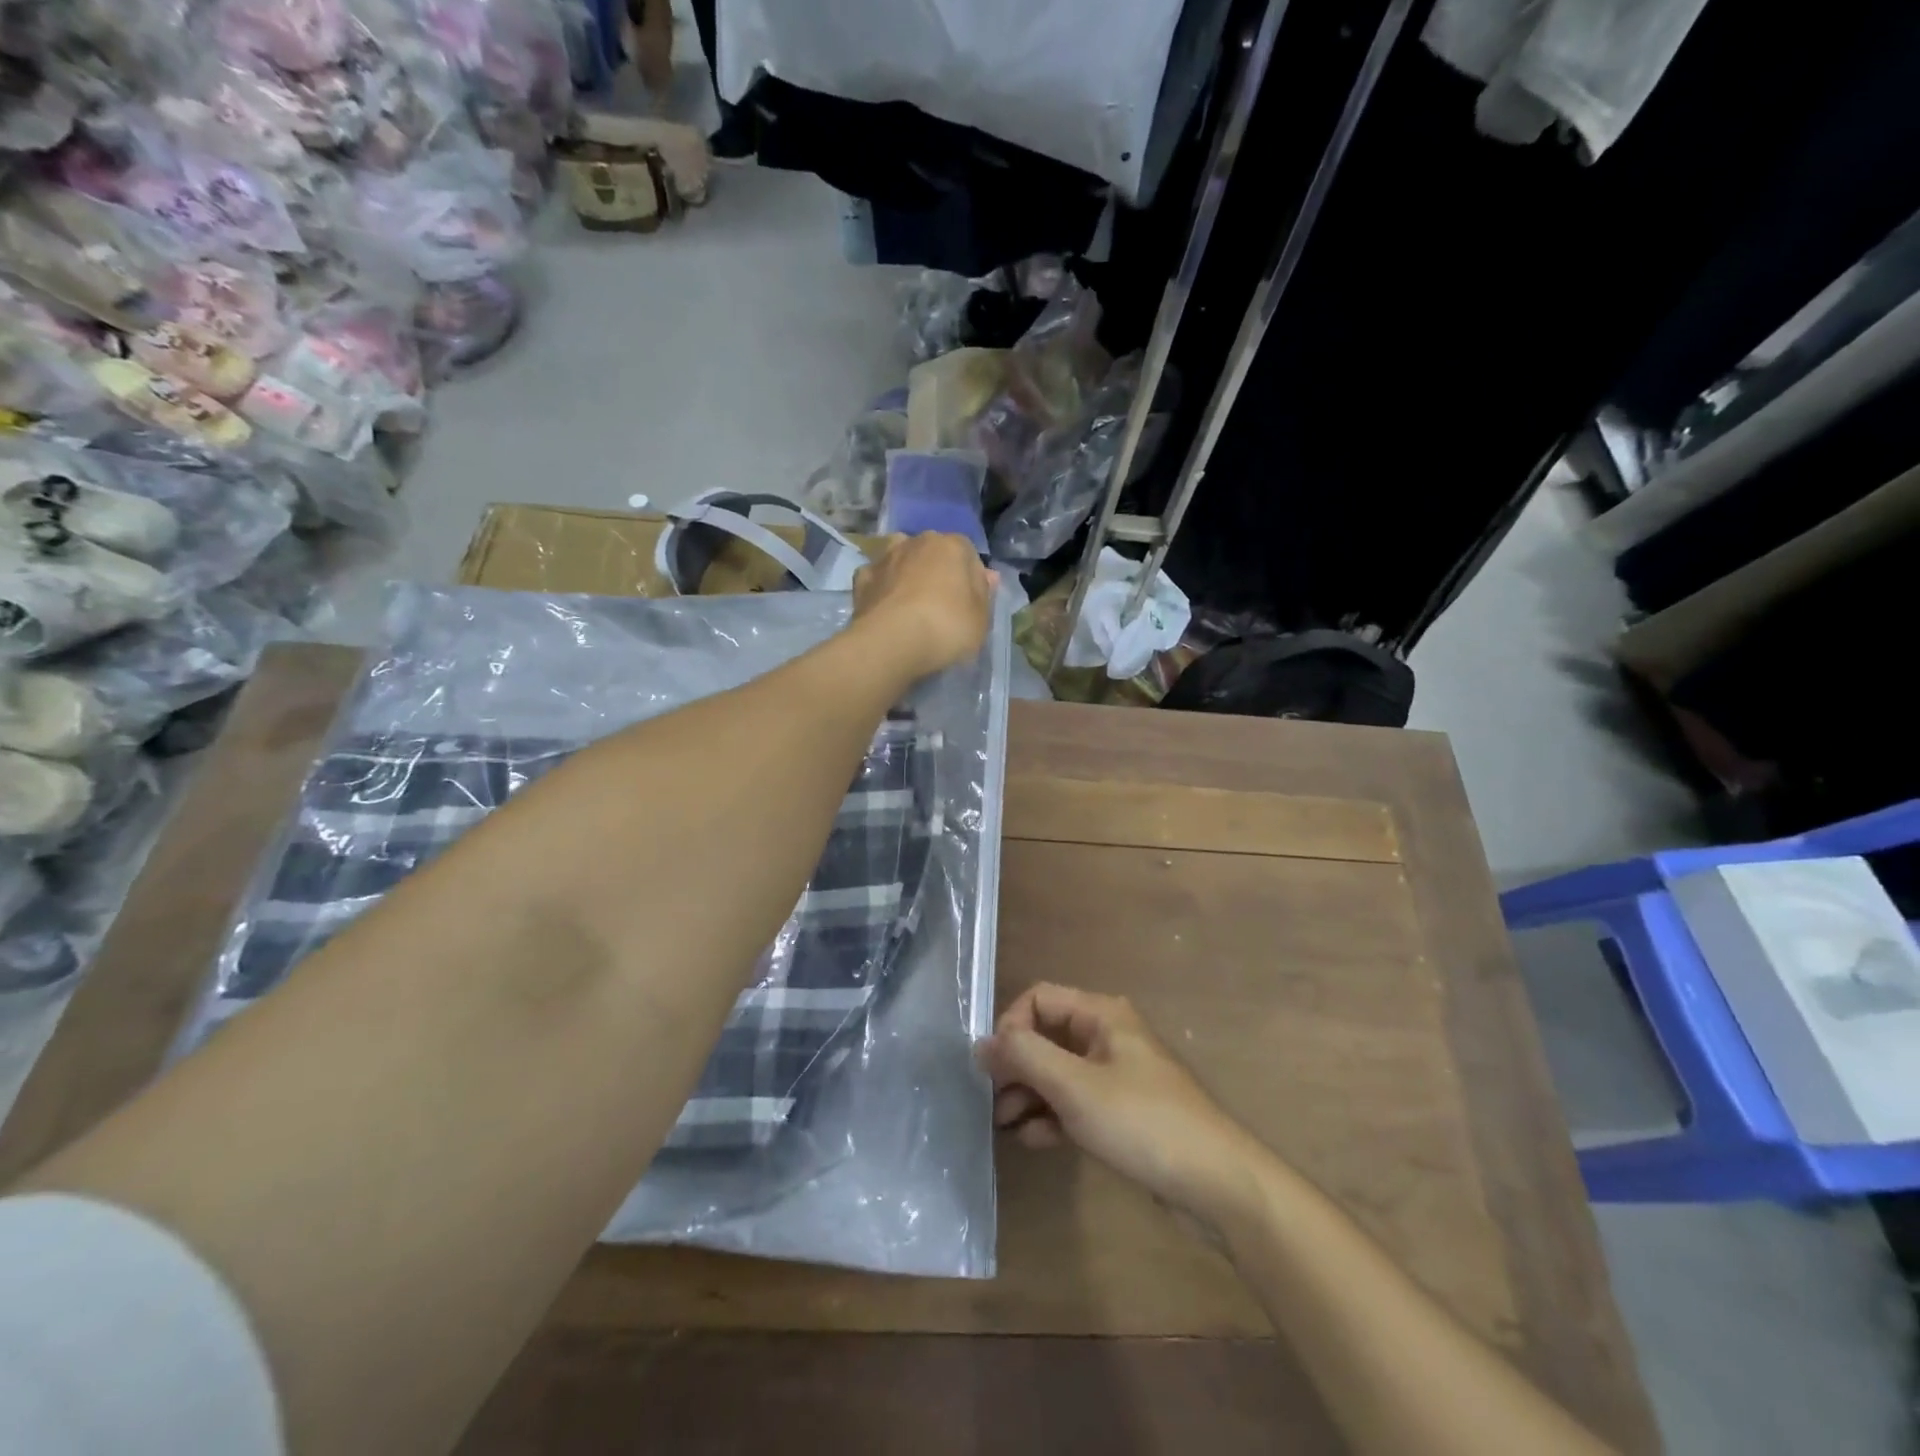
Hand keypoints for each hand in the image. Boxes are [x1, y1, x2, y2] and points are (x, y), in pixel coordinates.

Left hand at [851, 533, 996, 677]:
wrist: (891, 642)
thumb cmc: (946, 627)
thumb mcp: (981, 618)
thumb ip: (984, 594)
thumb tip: (987, 576)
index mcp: (952, 546)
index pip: (968, 554)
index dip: (971, 578)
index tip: (970, 603)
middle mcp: (917, 542)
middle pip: (933, 552)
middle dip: (937, 571)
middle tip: (941, 604)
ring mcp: (886, 558)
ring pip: (901, 557)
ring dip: (906, 571)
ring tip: (910, 600)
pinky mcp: (862, 579)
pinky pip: (877, 577)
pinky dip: (881, 587)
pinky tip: (885, 605)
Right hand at [977, 983, 1266, 1226]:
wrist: (1218, 1184)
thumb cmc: (1143, 1122)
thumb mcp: (1075, 1087)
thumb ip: (1024, 1058)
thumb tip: (980, 1042)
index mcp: (1101, 1014)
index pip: (1039, 1000)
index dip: (1011, 1027)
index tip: (994, 1068)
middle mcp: (1107, 1036)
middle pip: (1046, 1036)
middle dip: (1016, 1066)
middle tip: (992, 1103)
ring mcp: (1116, 1075)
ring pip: (1058, 1071)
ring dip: (1029, 1094)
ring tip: (1006, 1126)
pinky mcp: (1122, 1112)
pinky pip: (1076, 1101)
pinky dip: (1052, 1115)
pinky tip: (1035, 1140)